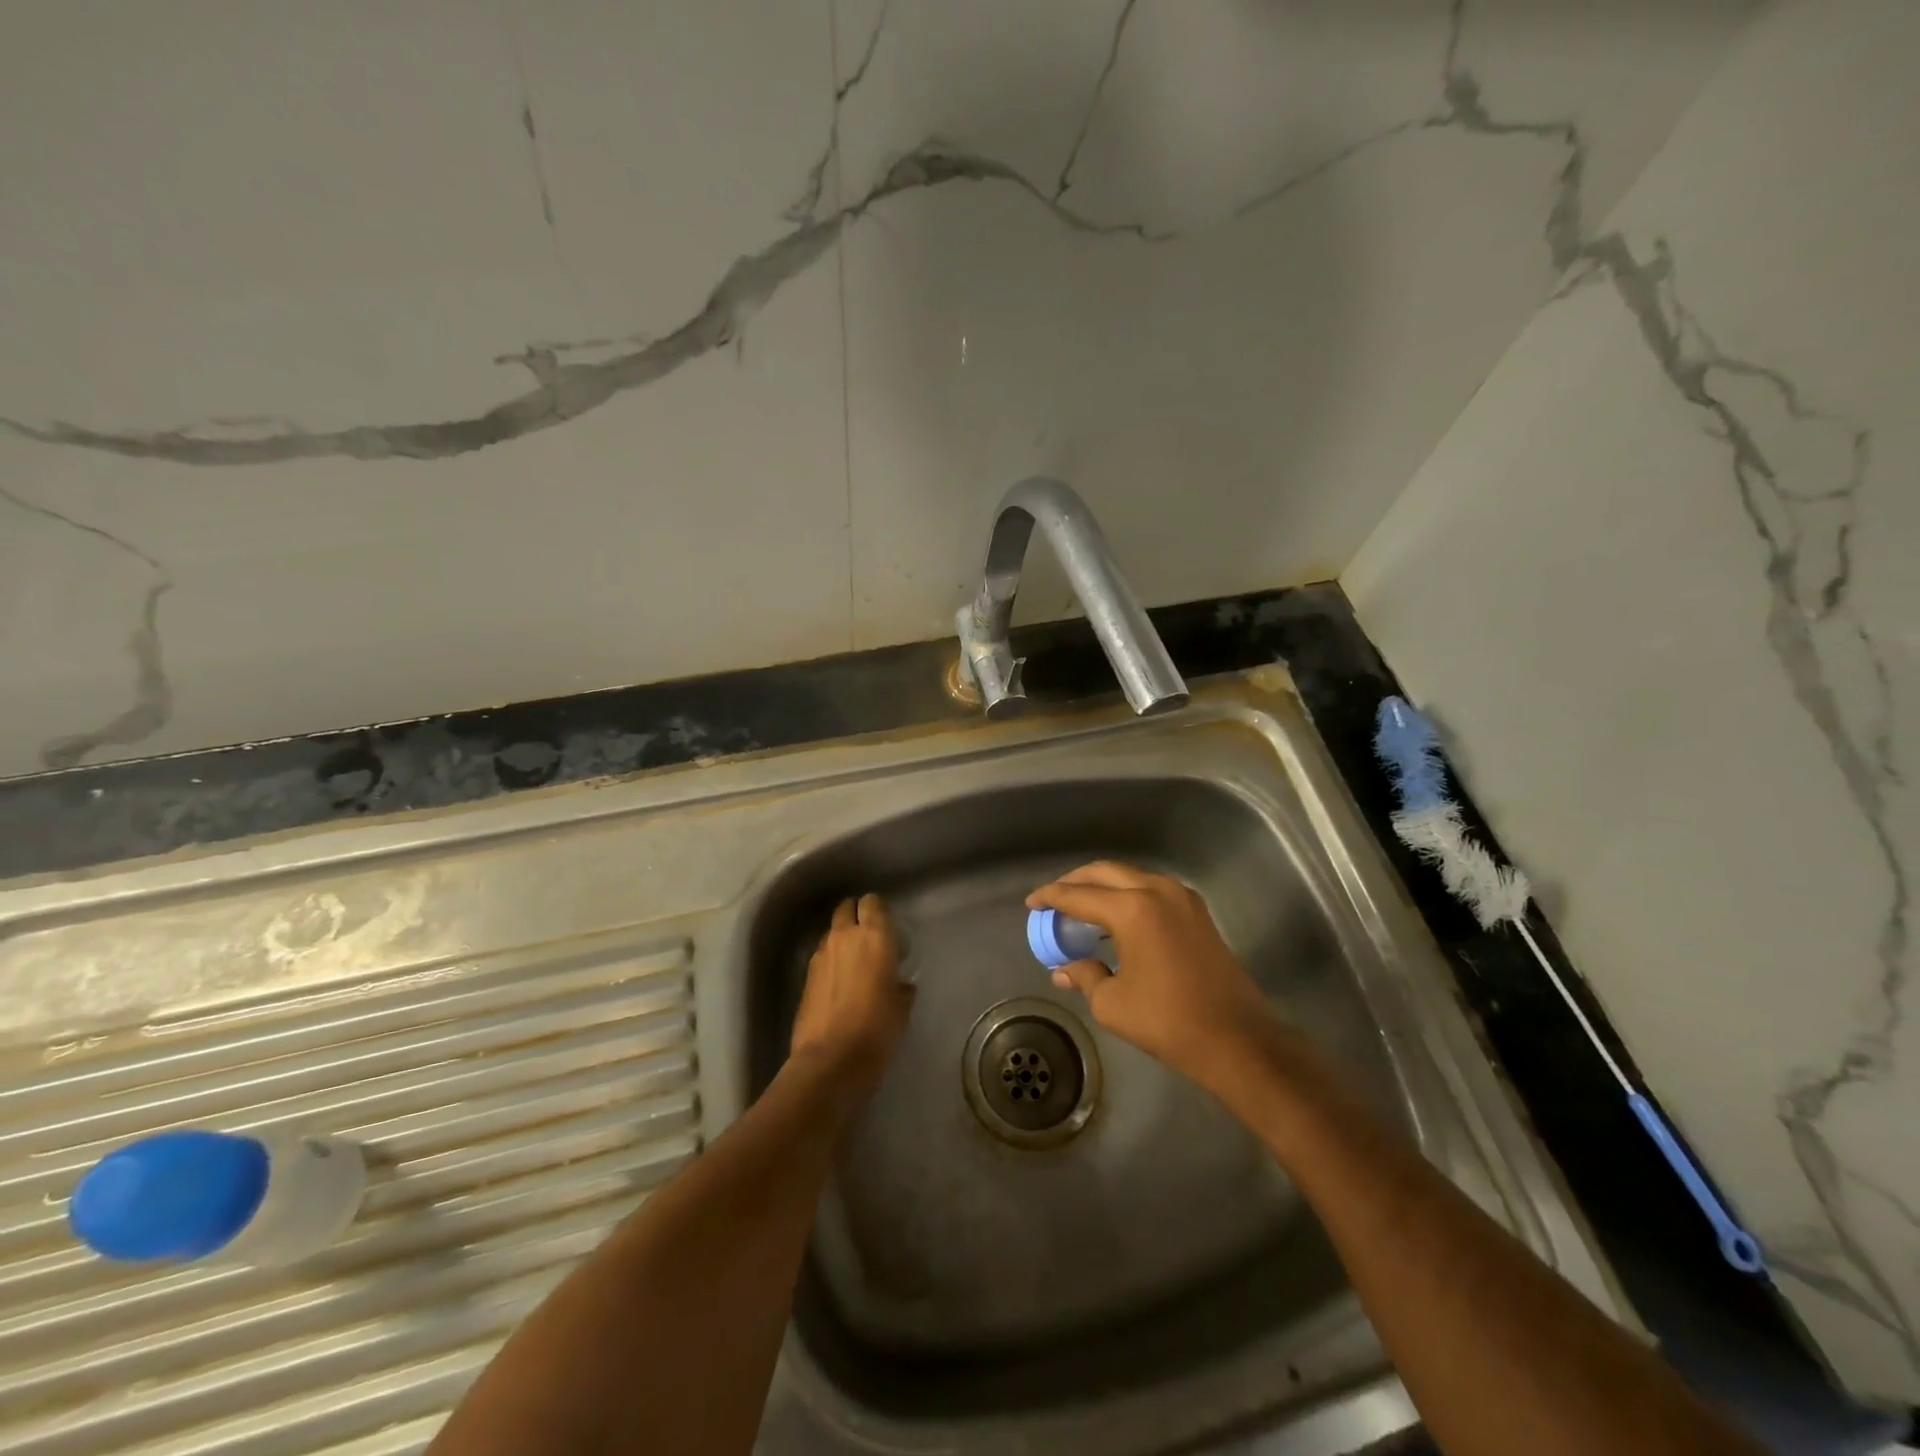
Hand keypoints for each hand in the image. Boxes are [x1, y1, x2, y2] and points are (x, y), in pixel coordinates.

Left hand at [790, 894, 913, 1096]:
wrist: (830, 1061)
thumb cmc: (877, 1030)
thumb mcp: (901, 1008)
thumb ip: (901, 987)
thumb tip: (899, 985)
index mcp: (874, 936)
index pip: (873, 902)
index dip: (879, 911)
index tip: (889, 929)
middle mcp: (844, 937)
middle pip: (847, 908)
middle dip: (857, 916)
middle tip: (870, 939)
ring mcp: (820, 956)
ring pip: (832, 933)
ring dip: (842, 940)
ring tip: (854, 964)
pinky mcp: (805, 977)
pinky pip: (821, 957)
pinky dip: (831, 962)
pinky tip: (839, 986)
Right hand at [1026, 862, 1280, 1095]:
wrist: (1237, 1039)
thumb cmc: (1168, 1021)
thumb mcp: (1112, 1003)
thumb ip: (1084, 976)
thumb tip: (1064, 969)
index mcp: (1132, 909)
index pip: (1079, 895)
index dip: (1051, 897)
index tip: (1031, 903)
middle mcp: (1157, 890)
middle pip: (1104, 872)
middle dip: (1075, 882)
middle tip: (1053, 899)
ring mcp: (1182, 898)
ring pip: (1130, 876)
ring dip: (1102, 886)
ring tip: (1081, 907)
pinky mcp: (1197, 912)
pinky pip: (1151, 889)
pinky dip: (1127, 894)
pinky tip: (1115, 918)